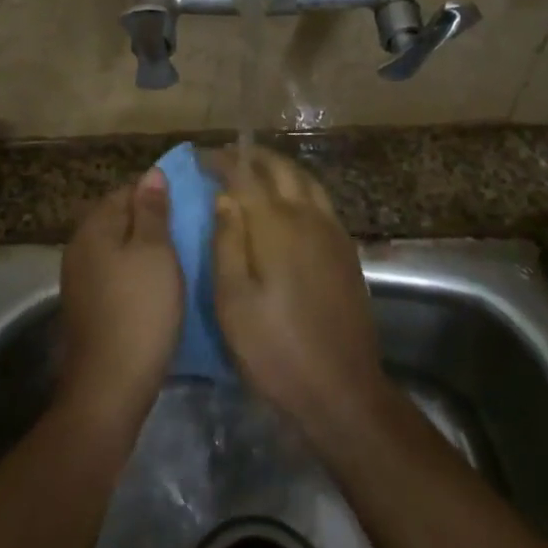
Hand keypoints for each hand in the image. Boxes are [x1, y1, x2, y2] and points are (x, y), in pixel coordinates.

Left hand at [57, 169, 182, 430]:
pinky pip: (113, 273)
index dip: (155, 193)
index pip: (125, 191)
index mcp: (94, 227)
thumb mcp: (155, 251)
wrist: (111, 383)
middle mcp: (79, 246)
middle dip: (149, 220)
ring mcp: (79, 278)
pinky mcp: (87, 305)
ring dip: (142, 248)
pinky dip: (134, 272)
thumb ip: (152, 210)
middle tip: (187, 230)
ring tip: (178, 256)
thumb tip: (151, 174)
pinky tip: (156, 285)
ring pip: (116, 248)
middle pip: (118, 219)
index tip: (186, 204)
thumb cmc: (140, 308)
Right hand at [208, 148, 389, 445]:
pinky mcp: (347, 251)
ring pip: (306, 180)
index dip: (222, 161)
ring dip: (279, 168)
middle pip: (281, 169)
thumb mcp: (233, 301)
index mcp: (275, 225)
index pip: (245, 175)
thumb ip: (227, 242)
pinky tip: (288, 203)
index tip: (201, 157)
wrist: (342, 390)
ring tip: (255, 171)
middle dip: (252, 157)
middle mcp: (308, 217)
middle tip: (226, 158)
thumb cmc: (275, 349)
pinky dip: (300, 187)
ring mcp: (332, 232)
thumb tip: (224, 198)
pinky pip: (321, 200)